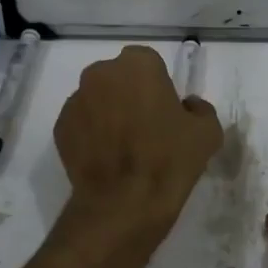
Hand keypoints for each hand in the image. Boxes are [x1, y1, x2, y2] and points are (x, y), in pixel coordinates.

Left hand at [53, 45, 222, 252]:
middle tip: (146, 126)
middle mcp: (100, 74)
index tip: (165, 110)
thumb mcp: (207, 132)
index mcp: (137, 65)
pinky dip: (91, 134)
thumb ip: (199, 109)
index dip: (158, 86)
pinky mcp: (60, 128)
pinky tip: (106, 159)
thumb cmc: (169, 160)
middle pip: (118, 78)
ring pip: (97, 99)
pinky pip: (81, 123)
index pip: (149, 63)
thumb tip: (186, 106)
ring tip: (124, 147)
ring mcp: (75, 101)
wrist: (123, 204)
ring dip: (108, 113)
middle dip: (129, 95)